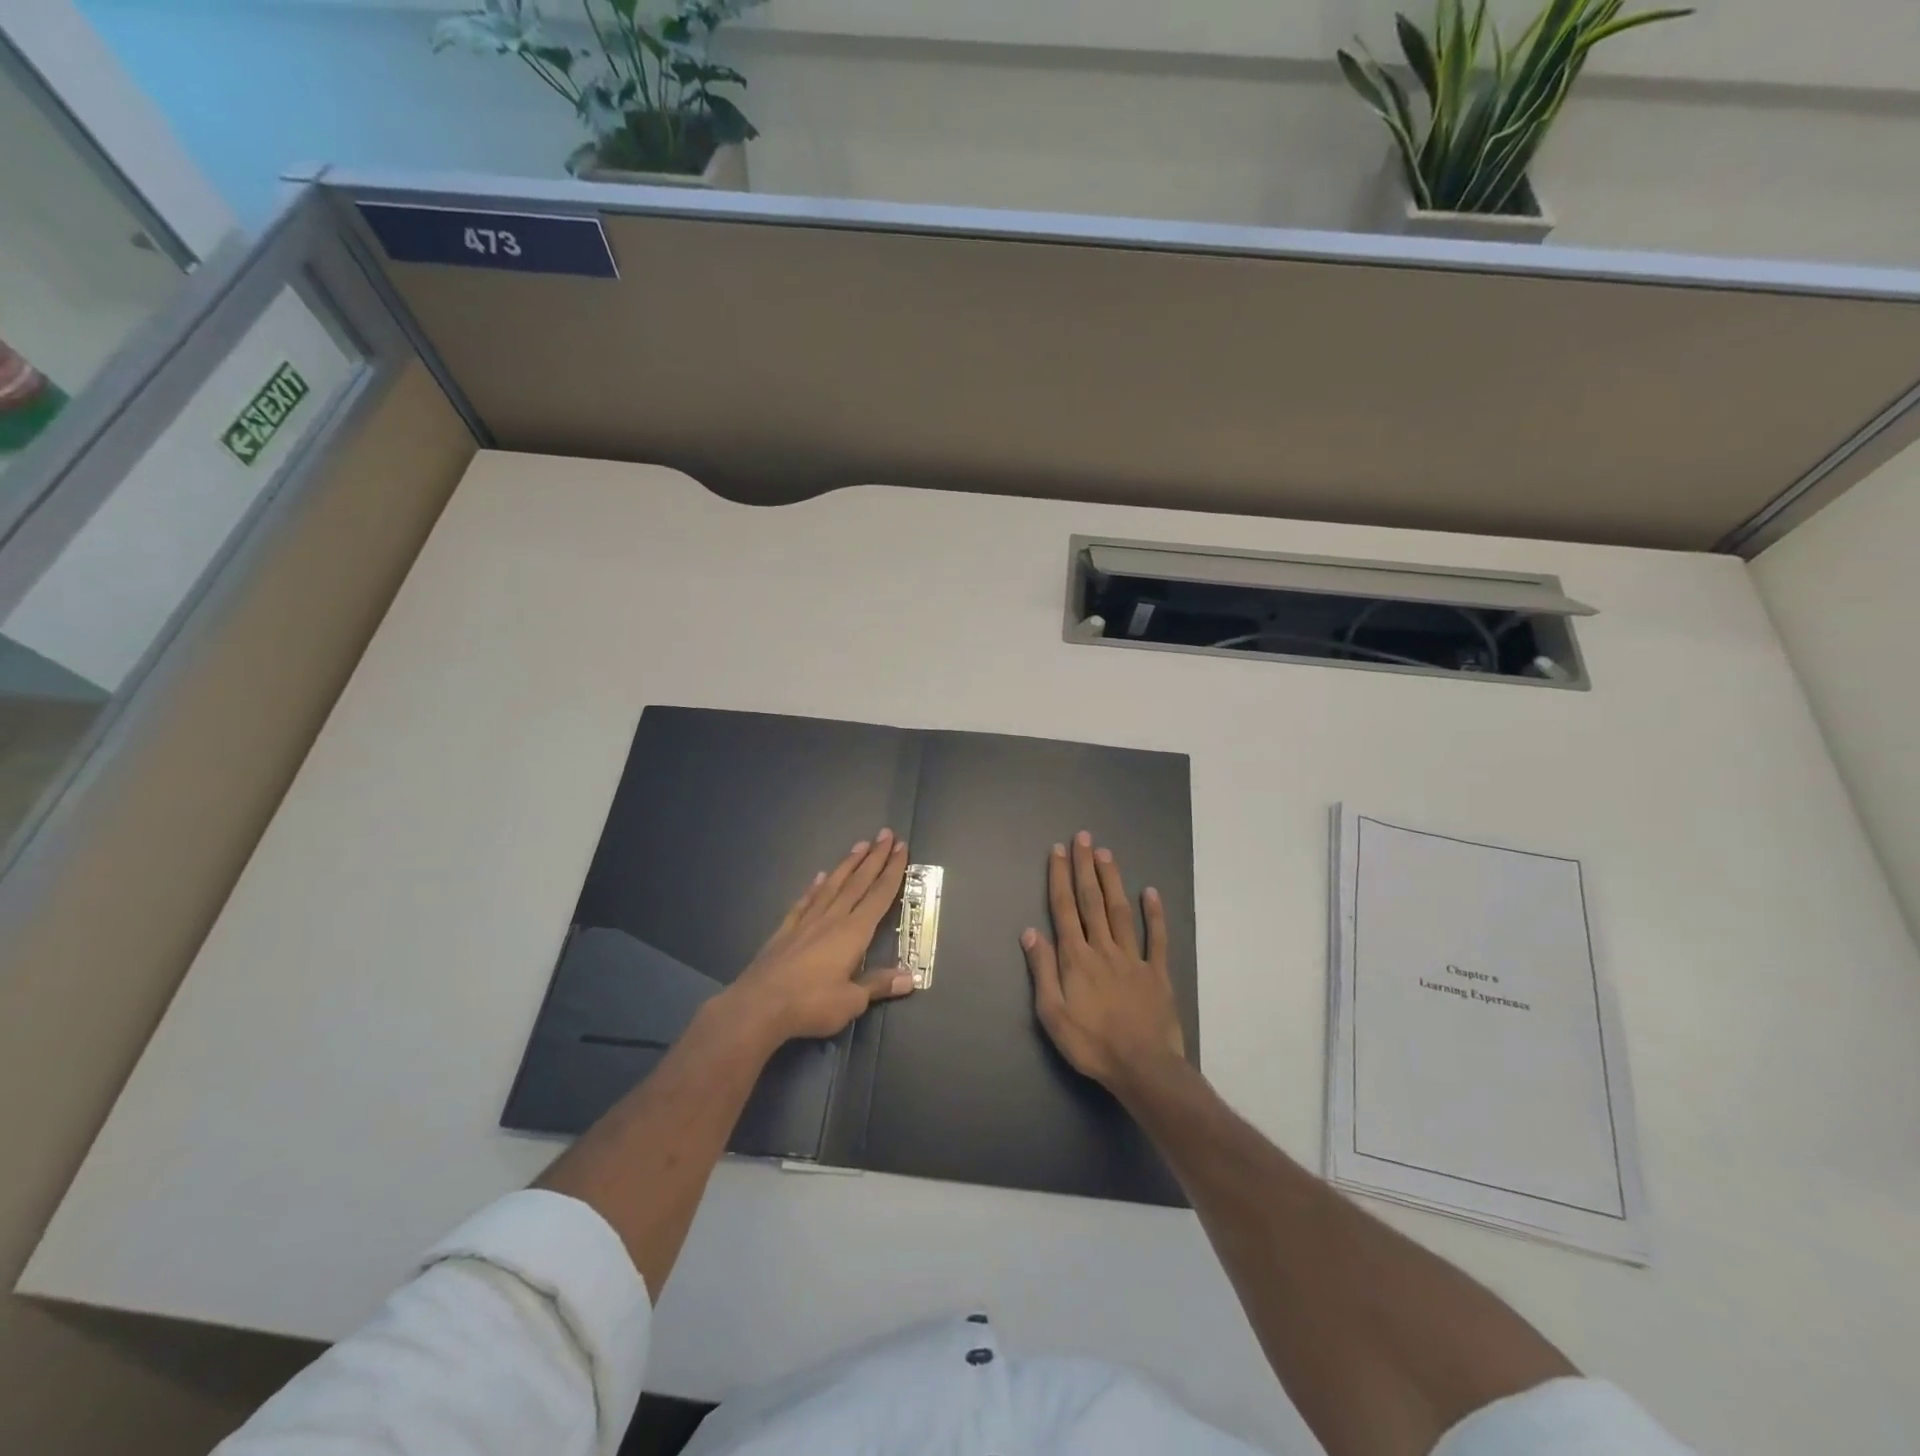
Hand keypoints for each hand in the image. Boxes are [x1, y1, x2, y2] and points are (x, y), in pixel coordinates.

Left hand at [728, 829, 914, 1041]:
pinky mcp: (786, 930)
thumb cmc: (810, 1003)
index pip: (879, 895)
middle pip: (858, 882)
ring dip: (848, 865)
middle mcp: (832, 919)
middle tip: (886, 834)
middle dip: (874, 858)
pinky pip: (805, 902)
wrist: (759, 1005)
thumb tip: (910, 978)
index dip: (892, 871)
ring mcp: (806, 922)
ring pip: (833, 886)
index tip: (901, 847)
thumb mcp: (852, 1001)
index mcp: (853, 932)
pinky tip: (820, 877)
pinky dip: (814, 887)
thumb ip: (879, 984)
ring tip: (860, 845)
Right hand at [1022, 831, 1184, 1090]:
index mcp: (1076, 958)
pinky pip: (1156, 938)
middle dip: (1086, 867)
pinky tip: (1151, 892)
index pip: (1064, 908)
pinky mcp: (1157, 972)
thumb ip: (1041, 970)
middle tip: (1084, 838)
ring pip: (1121, 911)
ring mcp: (1133, 958)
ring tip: (1106, 854)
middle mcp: (1103, 948)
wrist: (1142, 1067)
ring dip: (1112, 880)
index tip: (1059, 851)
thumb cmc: (1091, 1044)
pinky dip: (1154, 914)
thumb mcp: (1052, 1013)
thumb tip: (1030, 931)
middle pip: (1092, 901)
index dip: (1060, 877)